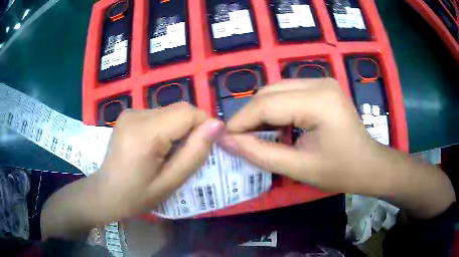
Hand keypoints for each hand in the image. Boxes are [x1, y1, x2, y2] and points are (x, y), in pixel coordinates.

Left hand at [93, 103, 223, 220]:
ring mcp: (130, 112)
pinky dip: (166, 127)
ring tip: (169, 153)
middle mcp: (136, 114)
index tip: (206, 146)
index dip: (204, 125)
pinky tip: (156, 146)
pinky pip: (158, 114)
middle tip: (187, 154)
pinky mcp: (129, 114)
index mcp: (145, 133)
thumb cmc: (136, 196)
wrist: (105, 192)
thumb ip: (194, 153)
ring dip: (178, 128)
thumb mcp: (170, 182)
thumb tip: (217, 125)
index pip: (187, 113)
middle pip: (179, 109)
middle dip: (192, 128)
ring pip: (170, 111)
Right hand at [220, 79, 388, 194]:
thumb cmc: (339, 171)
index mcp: (318, 101)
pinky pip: (288, 92)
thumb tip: (226, 141)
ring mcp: (321, 81)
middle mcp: (319, 82)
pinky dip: (276, 108)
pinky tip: (276, 126)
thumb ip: (259, 153)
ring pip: (276, 90)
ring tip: (256, 134)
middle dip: (249, 116)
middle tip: (239, 139)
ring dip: (261, 111)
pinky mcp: (321, 86)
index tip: (224, 139)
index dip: (241, 121)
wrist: (368, 165)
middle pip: (269, 92)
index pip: (266, 104)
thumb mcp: (297, 168)